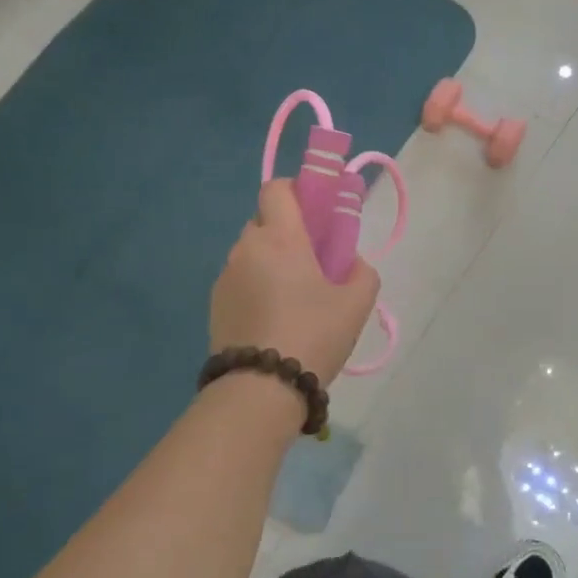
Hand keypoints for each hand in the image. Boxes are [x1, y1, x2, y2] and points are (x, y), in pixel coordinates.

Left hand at [211, 179, 380, 387]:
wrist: (260, 389)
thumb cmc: (313, 335)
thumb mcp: (357, 304)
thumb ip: (362, 272)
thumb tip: (350, 263)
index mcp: (281, 238)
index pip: (277, 188)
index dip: (296, 190)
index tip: (316, 212)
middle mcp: (247, 248)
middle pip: (264, 220)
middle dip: (287, 231)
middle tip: (313, 260)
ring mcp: (226, 276)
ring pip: (251, 252)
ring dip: (270, 261)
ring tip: (294, 297)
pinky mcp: (214, 304)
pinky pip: (240, 280)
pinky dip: (256, 286)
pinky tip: (274, 318)